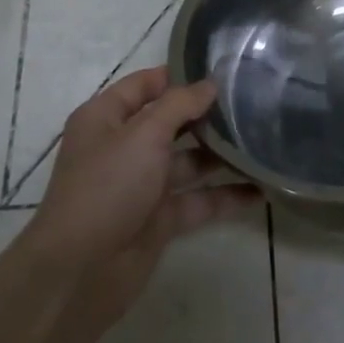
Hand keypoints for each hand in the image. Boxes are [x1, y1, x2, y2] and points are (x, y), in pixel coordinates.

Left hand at [24, 67, 258, 325]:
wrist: (80, 273)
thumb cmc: (107, 187)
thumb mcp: (143, 135)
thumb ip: (180, 105)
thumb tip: (210, 84)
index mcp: (106, 118)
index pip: (145, 84)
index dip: (180, 75)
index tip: (223, 69)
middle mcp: (123, 147)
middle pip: (170, 121)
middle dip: (207, 114)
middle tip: (253, 100)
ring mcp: (142, 184)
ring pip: (188, 161)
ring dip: (221, 154)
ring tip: (264, 139)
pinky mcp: (159, 219)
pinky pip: (198, 200)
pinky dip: (226, 195)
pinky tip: (261, 188)